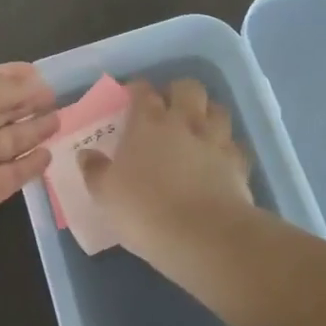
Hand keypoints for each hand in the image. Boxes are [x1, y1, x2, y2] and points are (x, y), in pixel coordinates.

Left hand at [0, 63, 61, 247]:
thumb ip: (8, 88)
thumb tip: (34, 82)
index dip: (11, 74)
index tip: (39, 73)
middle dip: (25, 102)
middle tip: (56, 97)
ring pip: (7, 141)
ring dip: (32, 130)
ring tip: (59, 120)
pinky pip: (11, 174)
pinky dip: (29, 165)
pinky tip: (49, 155)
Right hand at [77, 79, 253, 258]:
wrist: (204, 236)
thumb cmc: (145, 211)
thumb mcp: (106, 195)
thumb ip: (95, 171)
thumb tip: (87, 154)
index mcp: (147, 124)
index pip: (143, 92)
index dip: (138, 90)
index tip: (132, 96)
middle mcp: (184, 123)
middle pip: (187, 88)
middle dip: (179, 91)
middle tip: (169, 107)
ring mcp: (215, 141)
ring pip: (218, 109)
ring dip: (208, 113)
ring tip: (198, 127)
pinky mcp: (239, 164)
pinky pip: (236, 145)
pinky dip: (228, 147)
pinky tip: (220, 159)